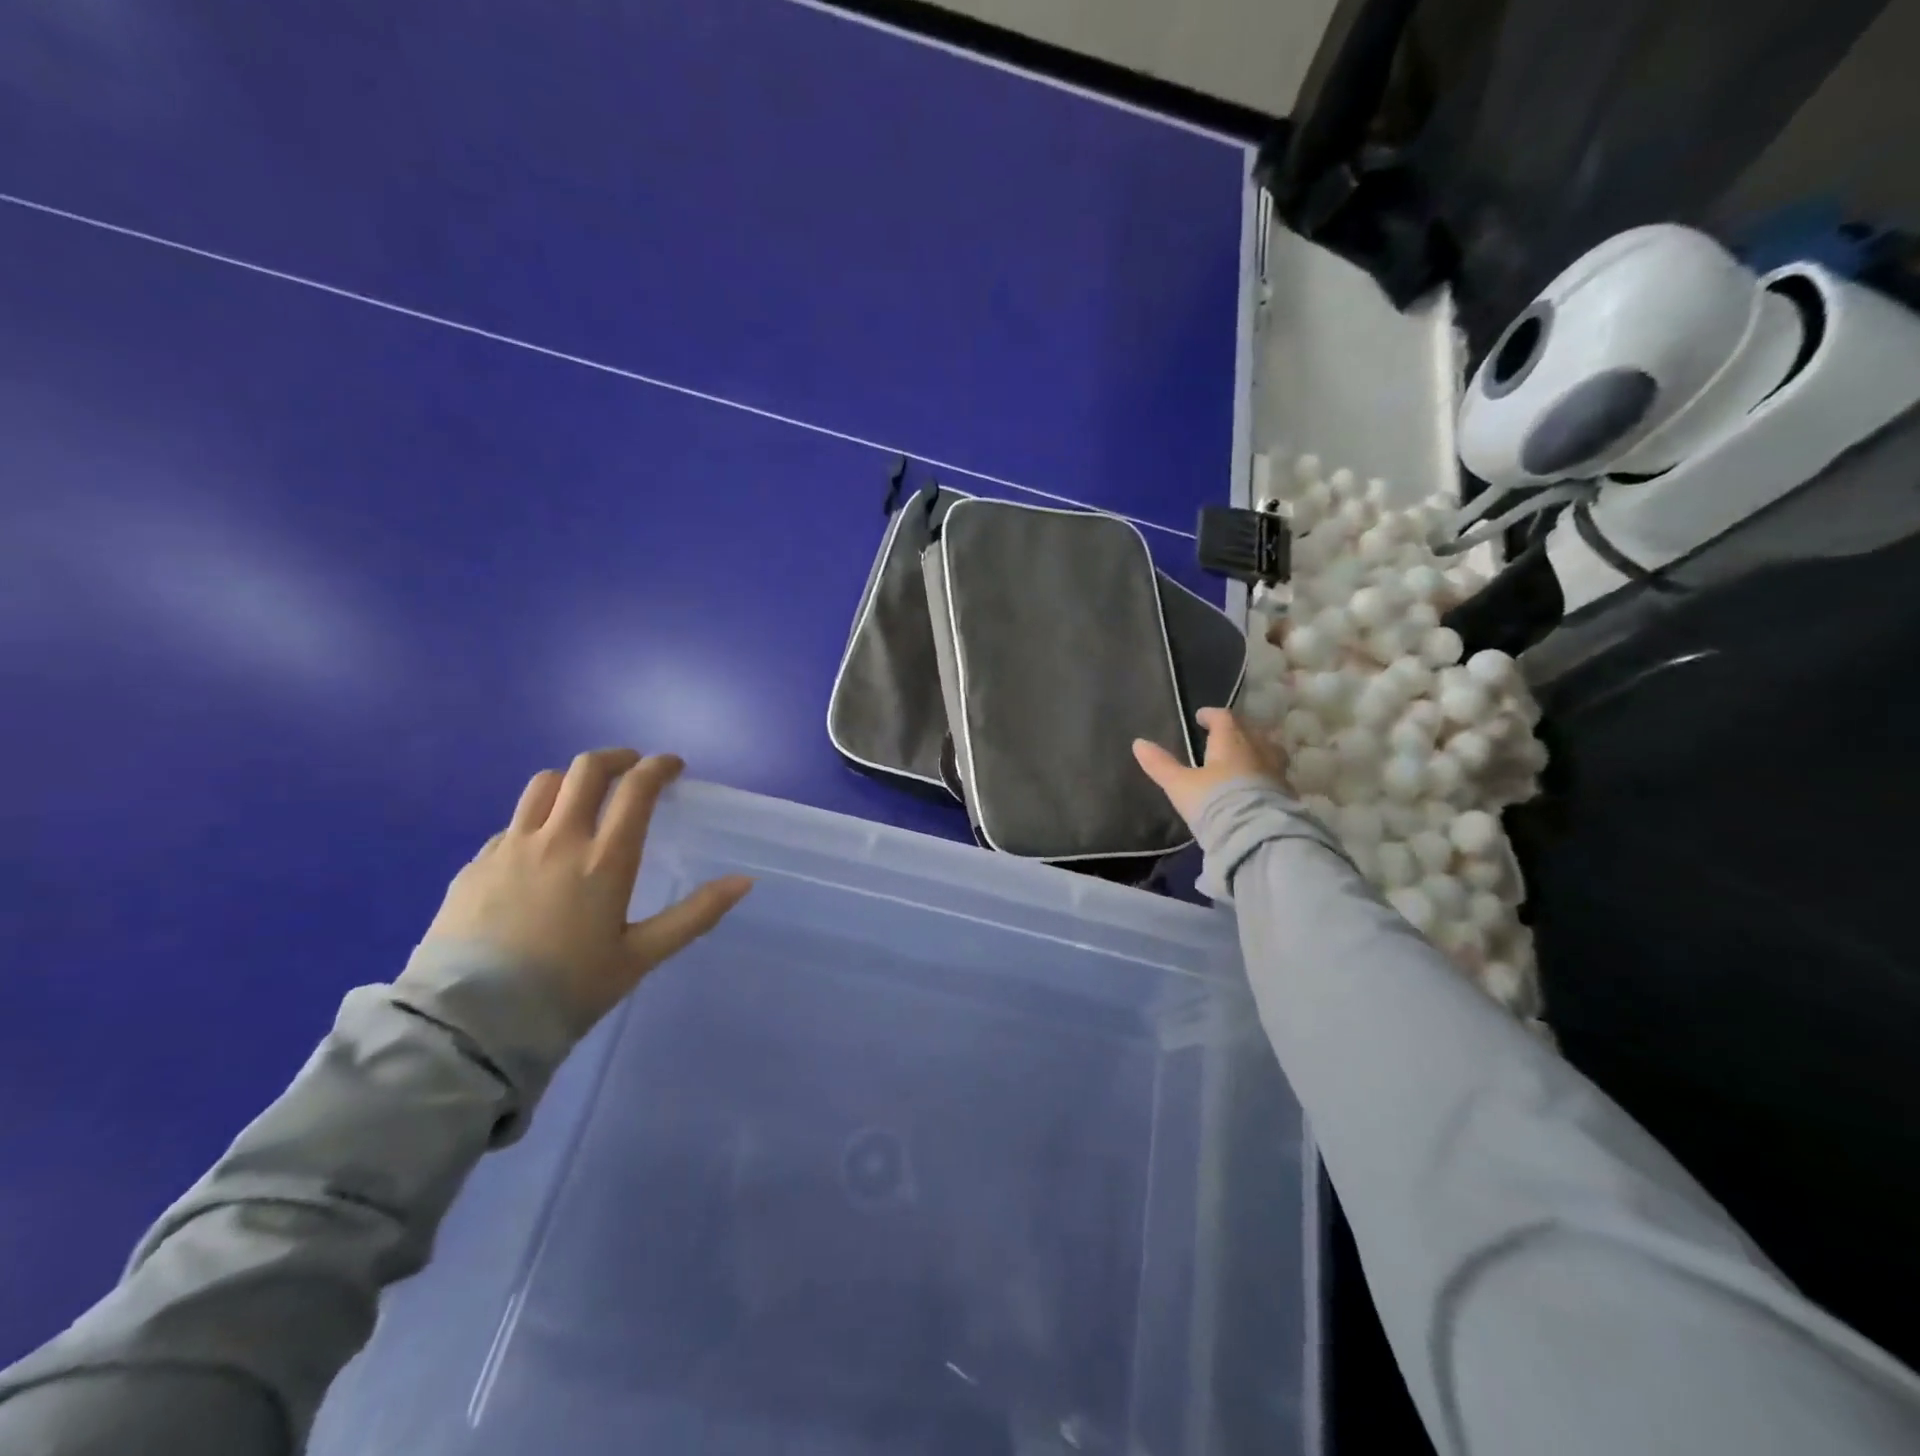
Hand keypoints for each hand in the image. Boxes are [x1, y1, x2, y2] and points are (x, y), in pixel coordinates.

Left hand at [420, 748, 752, 1026]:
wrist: (470, 1024)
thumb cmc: (568, 989)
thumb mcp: (641, 956)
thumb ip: (695, 914)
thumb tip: (745, 882)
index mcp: (605, 858)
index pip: (636, 787)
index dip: (659, 766)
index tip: (672, 766)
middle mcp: (558, 838)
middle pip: (586, 769)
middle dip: (617, 758)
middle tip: (632, 768)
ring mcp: (510, 847)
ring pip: (543, 784)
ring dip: (572, 780)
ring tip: (585, 799)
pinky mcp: (476, 864)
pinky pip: (513, 824)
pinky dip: (537, 820)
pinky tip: (540, 851)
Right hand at [1133, 707, 1287, 828]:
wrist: (1255, 835)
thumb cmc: (1214, 802)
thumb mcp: (1180, 785)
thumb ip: (1160, 764)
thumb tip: (1138, 743)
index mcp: (1230, 741)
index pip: (1223, 717)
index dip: (1211, 715)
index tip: (1201, 717)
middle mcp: (1257, 749)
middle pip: (1248, 730)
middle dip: (1235, 730)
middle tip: (1222, 736)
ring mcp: (1275, 770)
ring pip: (1267, 750)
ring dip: (1254, 749)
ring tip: (1242, 758)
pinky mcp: (1285, 793)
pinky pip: (1274, 773)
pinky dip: (1263, 772)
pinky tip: (1255, 783)